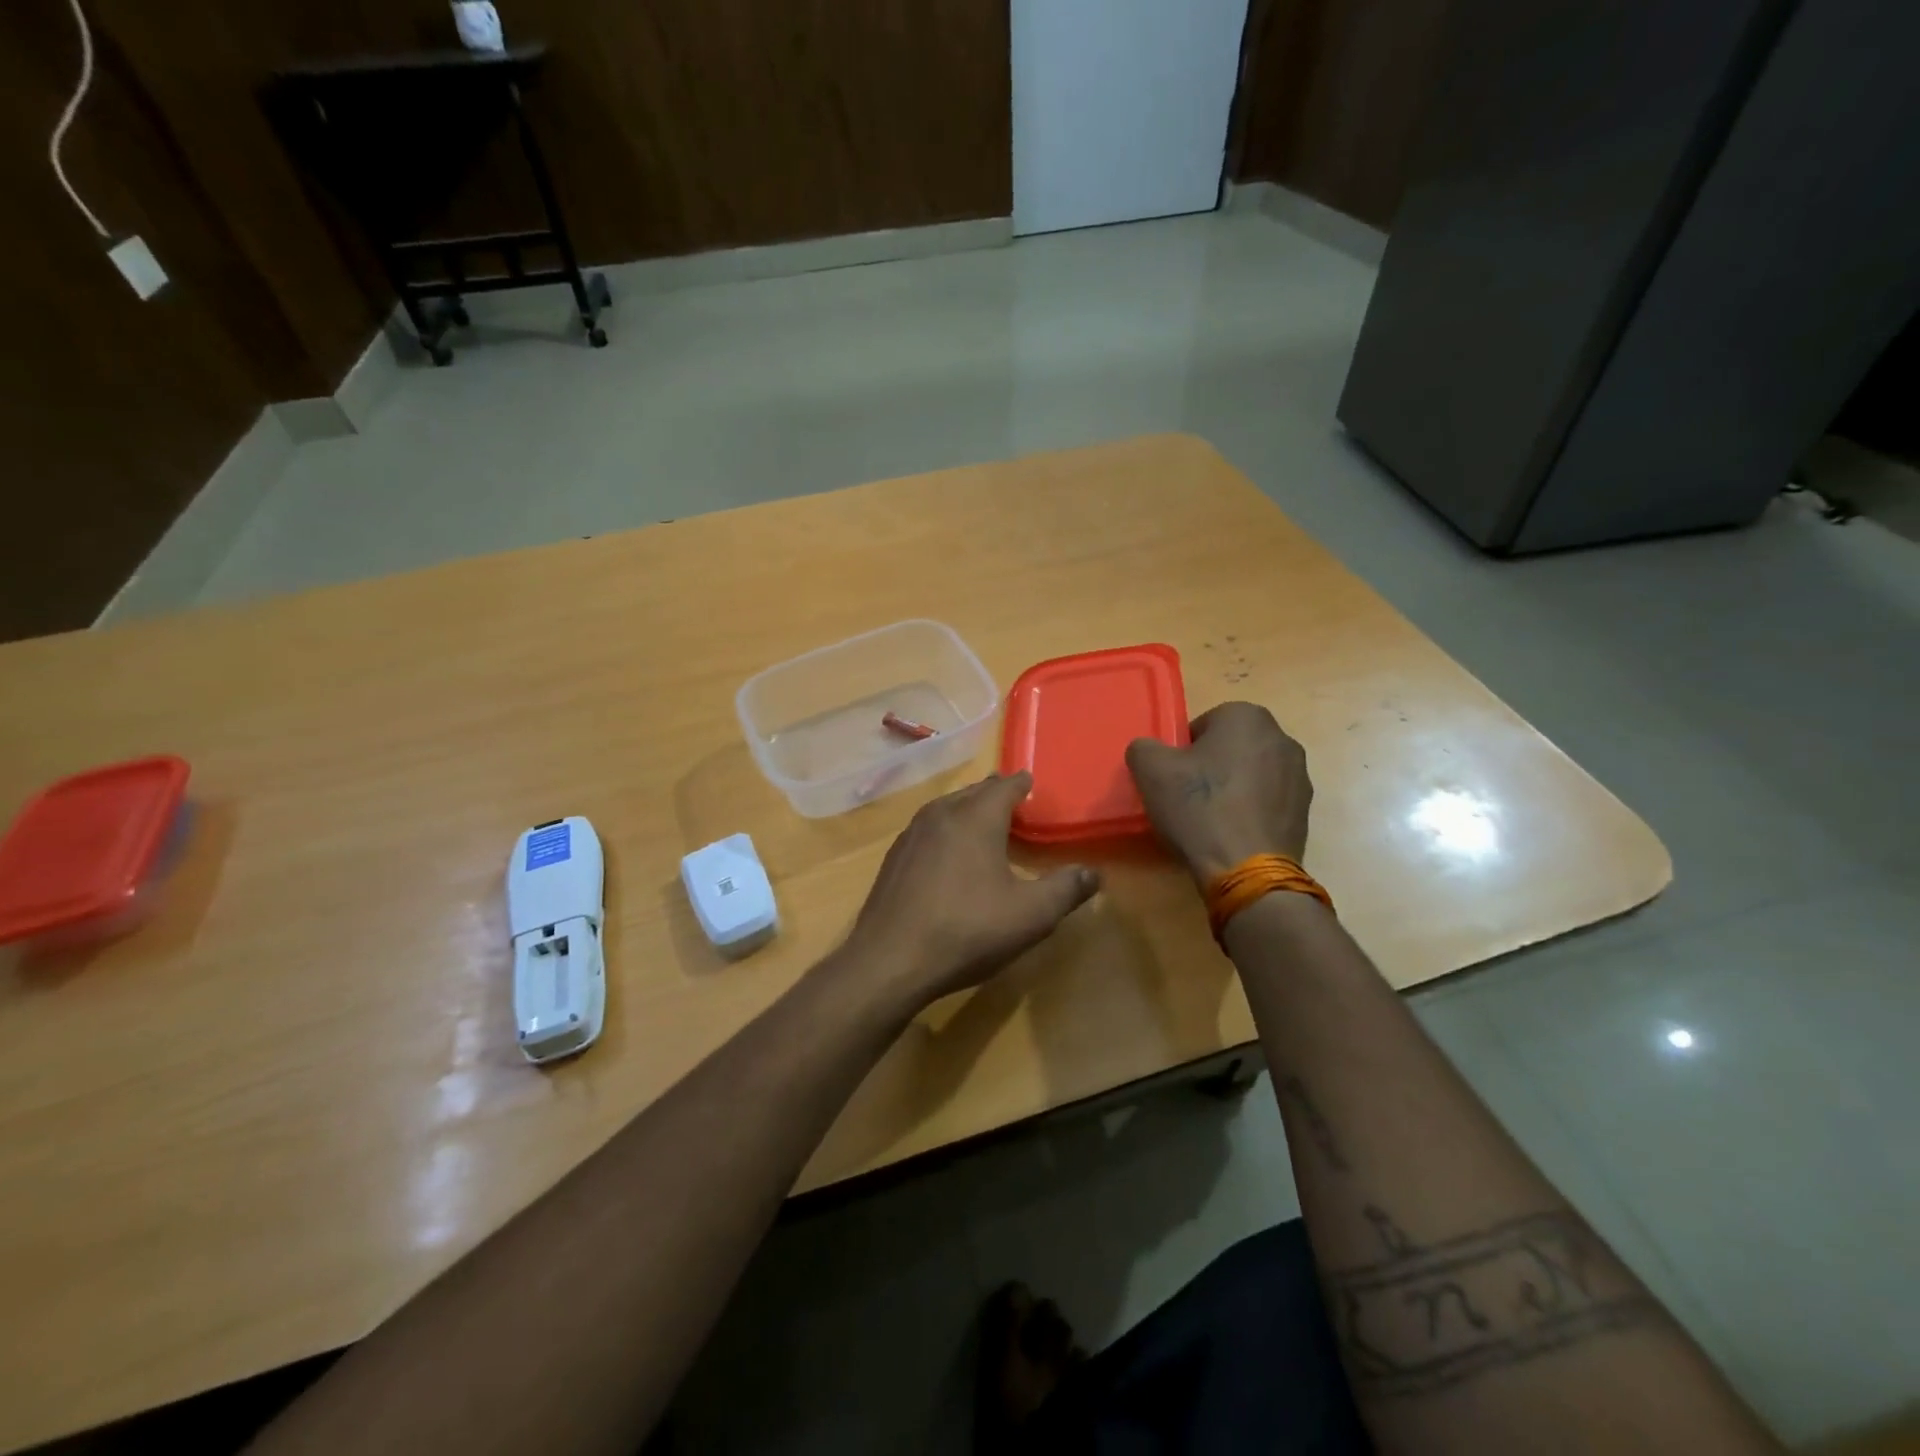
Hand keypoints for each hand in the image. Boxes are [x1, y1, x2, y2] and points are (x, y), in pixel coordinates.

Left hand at [840, 773, 1099, 1010]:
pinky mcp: (893, 858)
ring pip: (946, 809)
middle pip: (973, 793)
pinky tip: (947, 855)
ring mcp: (911, 834)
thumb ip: (1065, 889)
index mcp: (976, 817)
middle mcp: (941, 814)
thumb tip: (1093, 873)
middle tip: (1013, 803)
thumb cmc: (967, 930)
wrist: (889, 960)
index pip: (1005, 786)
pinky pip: (927, 830)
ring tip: (983, 824)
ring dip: (967, 811)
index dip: (1022, 785)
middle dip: (994, 794)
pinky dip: (945, 832)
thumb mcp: (1030, 915)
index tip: (1031, 784)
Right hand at [1125, 702, 1312, 883]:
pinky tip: (1232, 834)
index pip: (1202, 725)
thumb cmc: (1199, 808)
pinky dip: (1250, 811)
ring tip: (1210, 819)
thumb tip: (1150, 750)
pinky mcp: (1305, 810)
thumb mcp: (1150, 770)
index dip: (1182, 752)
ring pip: (1250, 774)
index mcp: (1246, 716)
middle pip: (1230, 748)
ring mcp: (1300, 775)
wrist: (1246, 869)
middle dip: (1210, 766)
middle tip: (1188, 797)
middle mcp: (1281, 737)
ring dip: (1232, 788)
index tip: (1174, 778)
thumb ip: (1144, 747)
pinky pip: (1267, 801)